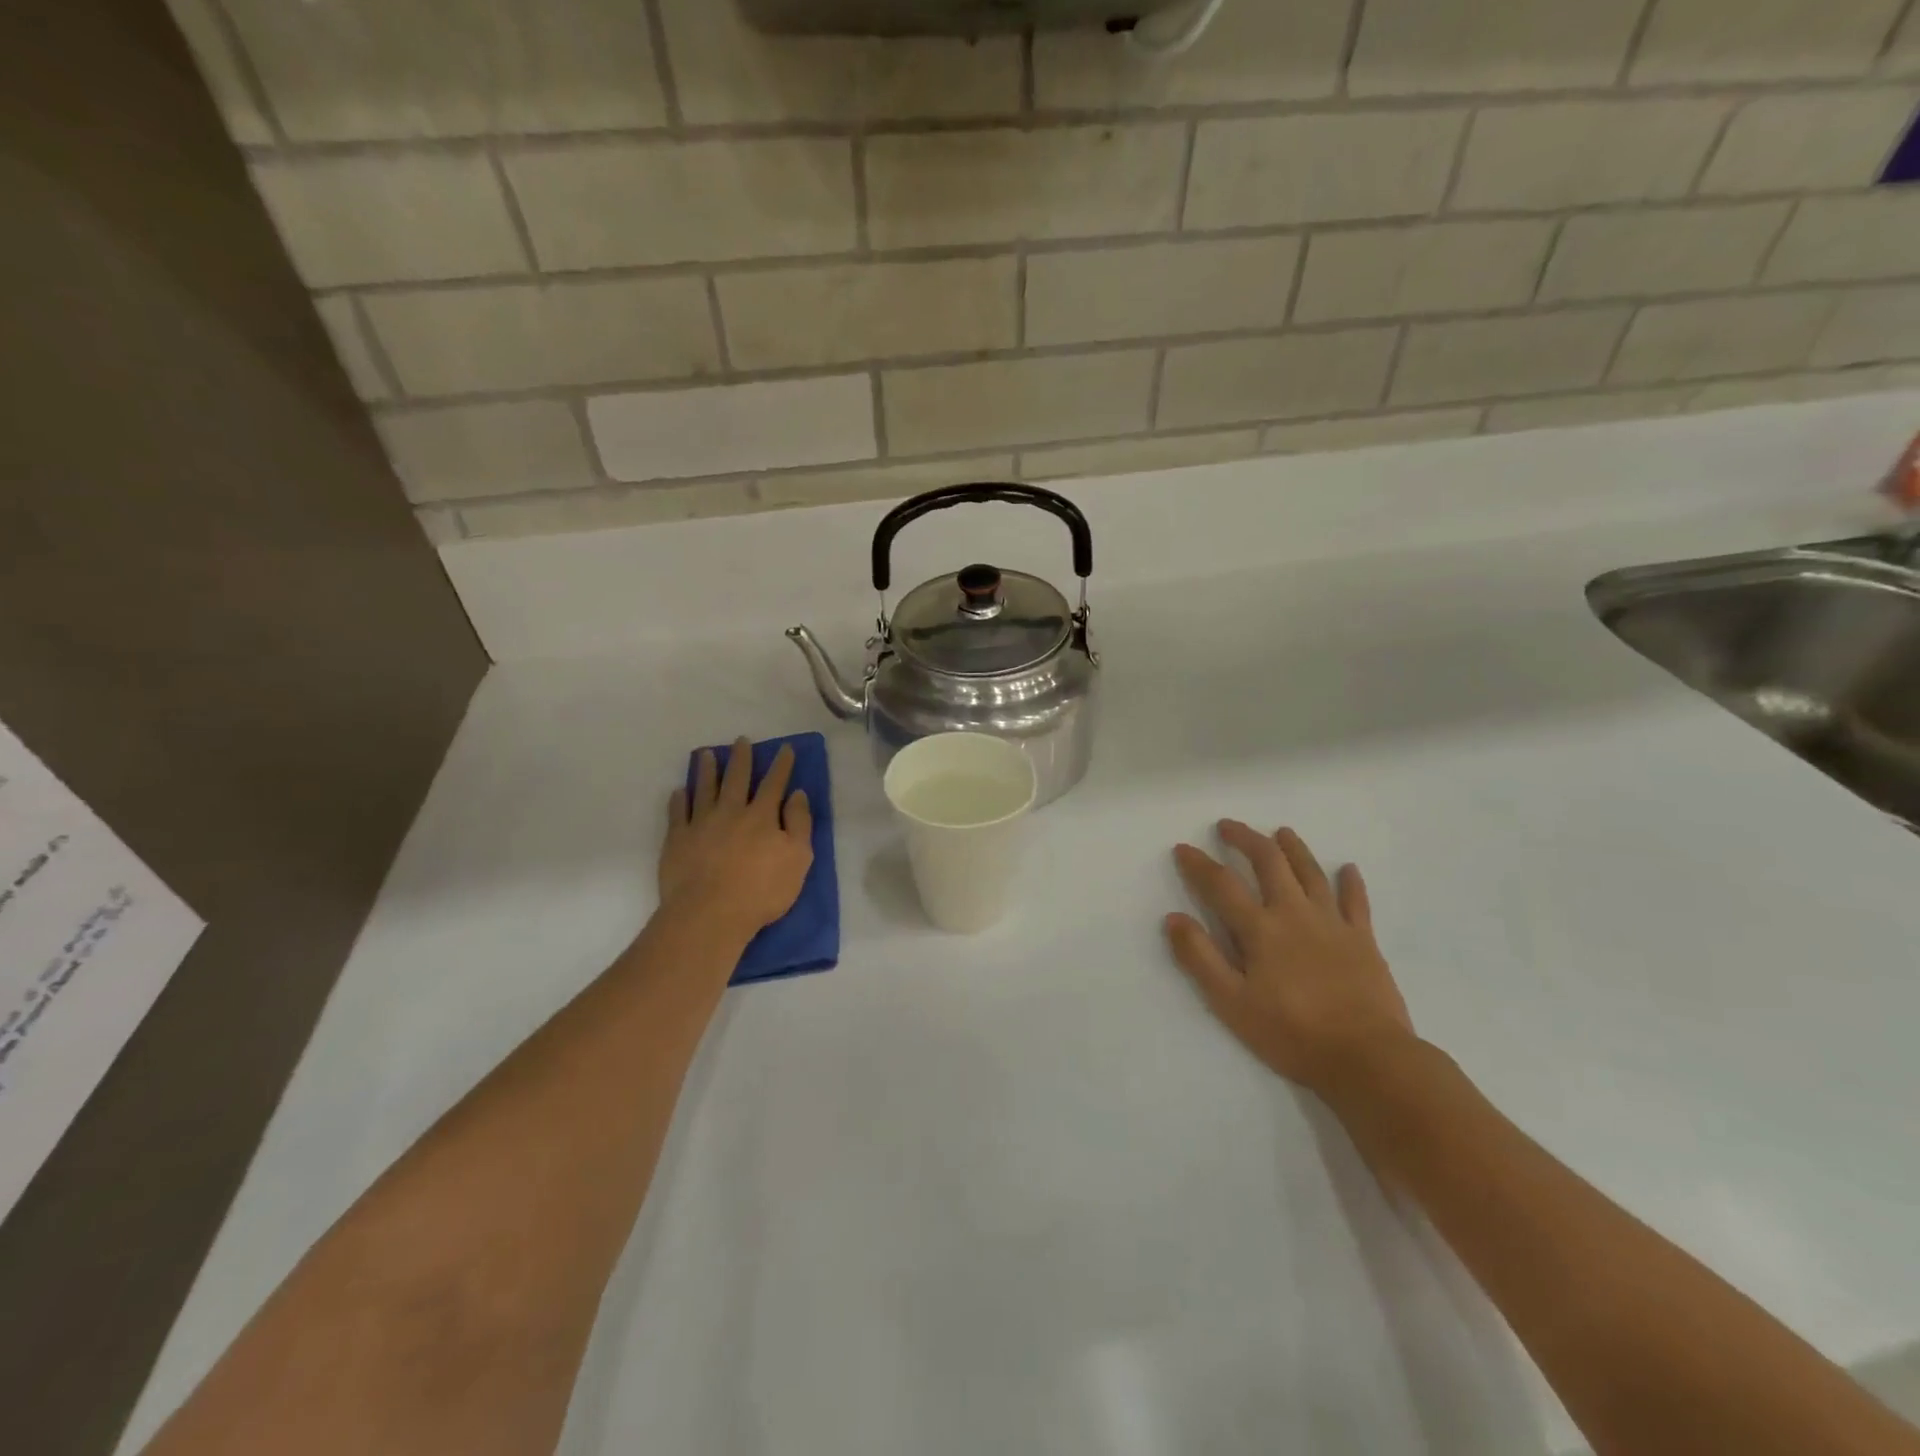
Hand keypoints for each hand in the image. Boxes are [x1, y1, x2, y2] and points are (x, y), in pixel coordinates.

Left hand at [660, 739, 812, 939]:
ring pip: (704, 789)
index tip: (784, 748)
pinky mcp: (677, 840)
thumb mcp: (798, 859)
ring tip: (706, 754)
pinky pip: (677, 813)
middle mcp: (731, 812)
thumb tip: (797, 794)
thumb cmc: (761, 891)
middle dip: (741, 758)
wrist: (710, 914)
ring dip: (706, 770)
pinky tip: (679, 791)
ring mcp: (701, 824)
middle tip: (741, 740)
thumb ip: (799, 824)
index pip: (774, 783)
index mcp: (762, 816)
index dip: (781, 765)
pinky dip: (679, 800)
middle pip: (737, 779)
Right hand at [1166, 821, 1414, 1095]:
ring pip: (1310, 872)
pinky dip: (1350, 882)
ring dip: (1293, 848)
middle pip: (1269, 862)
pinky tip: (1348, 869)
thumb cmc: (1292, 1034)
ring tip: (1281, 832)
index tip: (1183, 848)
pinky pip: (1356, 902)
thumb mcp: (1232, 1003)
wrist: (1367, 1058)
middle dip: (1246, 839)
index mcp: (1260, 929)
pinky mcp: (1363, 940)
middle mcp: (1294, 913)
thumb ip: (1200, 958)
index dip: (1198, 863)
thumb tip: (1174, 918)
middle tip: (1228, 826)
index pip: (1221, 884)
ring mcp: (1332, 923)